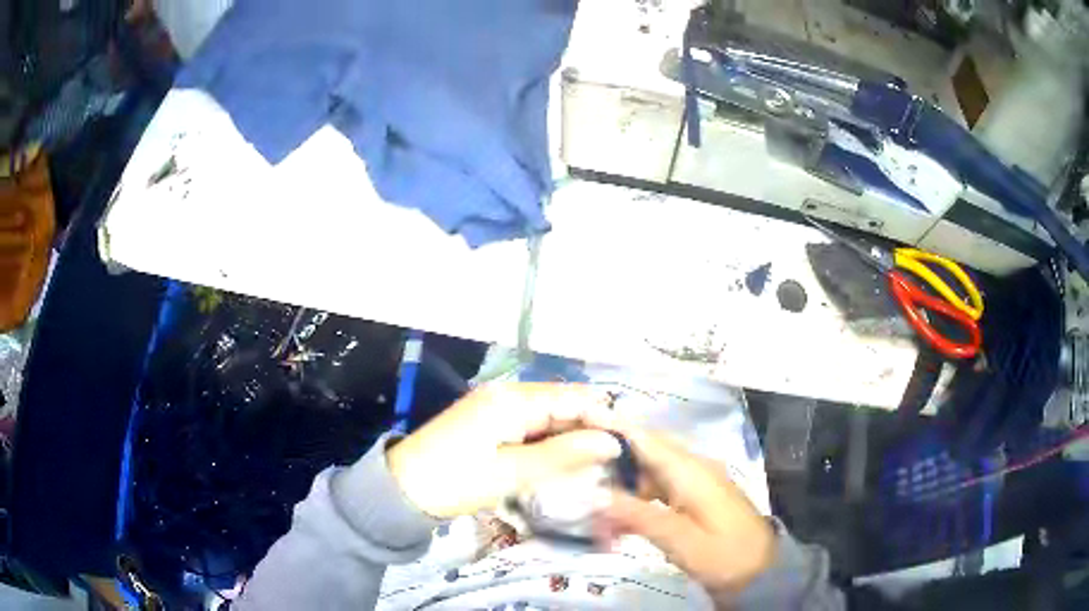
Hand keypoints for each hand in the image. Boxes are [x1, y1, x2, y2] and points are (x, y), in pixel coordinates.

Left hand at [387, 383, 622, 518]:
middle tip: (616, 466)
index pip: (573, 398)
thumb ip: (563, 455)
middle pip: (562, 406)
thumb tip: (612, 443)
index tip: (631, 446)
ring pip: (549, 419)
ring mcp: (497, 409)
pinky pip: (530, 429)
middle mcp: (508, 395)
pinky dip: (549, 446)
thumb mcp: (511, 472)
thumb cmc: (454, 481)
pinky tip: (563, 466)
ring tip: (597, 470)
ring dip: (571, 441)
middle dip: (590, 432)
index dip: (605, 419)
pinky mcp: (490, 425)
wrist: (401, 490)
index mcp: (513, 399)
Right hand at [593, 422, 776, 595]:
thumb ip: (638, 515)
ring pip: (650, 472)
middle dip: (611, 457)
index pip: (646, 438)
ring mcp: (697, 482)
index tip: (578, 419)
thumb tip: (595, 493)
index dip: (613, 426)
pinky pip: (660, 489)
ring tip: (591, 498)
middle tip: (574, 466)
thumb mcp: (680, 540)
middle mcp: (693, 468)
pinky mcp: (696, 498)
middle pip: (645, 452)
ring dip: (622, 483)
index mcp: (691, 471)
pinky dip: (638, 498)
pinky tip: (620, 516)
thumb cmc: (724, 555)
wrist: (761, 571)